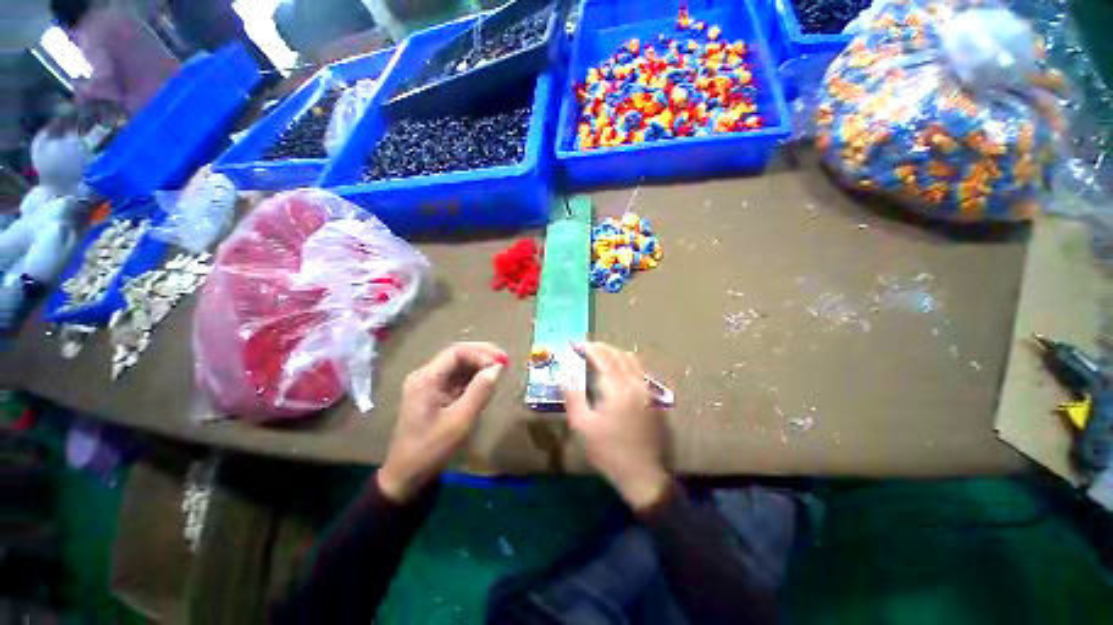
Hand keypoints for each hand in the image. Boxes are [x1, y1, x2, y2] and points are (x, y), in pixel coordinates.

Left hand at [378, 342, 506, 501]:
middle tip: (505, 360)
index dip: (482, 353)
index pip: (457, 352)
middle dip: (482, 355)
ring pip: (458, 366)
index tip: (502, 363)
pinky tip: (486, 382)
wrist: (406, 476)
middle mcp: (426, 376)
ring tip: (500, 369)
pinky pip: (456, 379)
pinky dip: (473, 378)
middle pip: (457, 355)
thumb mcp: (460, 421)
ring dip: (479, 365)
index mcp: (426, 378)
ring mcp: (429, 385)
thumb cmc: (432, 449)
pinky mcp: (434, 395)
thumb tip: (498, 368)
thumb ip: (480, 391)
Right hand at [564, 342, 670, 509]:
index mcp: (618, 389)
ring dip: (613, 353)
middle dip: (600, 347)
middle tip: (584, 348)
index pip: (603, 357)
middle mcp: (636, 383)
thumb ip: (572, 396)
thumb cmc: (609, 452)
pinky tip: (616, 370)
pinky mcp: (653, 398)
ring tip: (598, 355)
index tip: (574, 344)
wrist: (643, 474)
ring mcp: (648, 390)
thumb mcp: (583, 427)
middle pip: (618, 354)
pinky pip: (639, 370)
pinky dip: (625, 363)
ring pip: (631, 360)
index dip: (588, 348)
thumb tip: (564, 374)